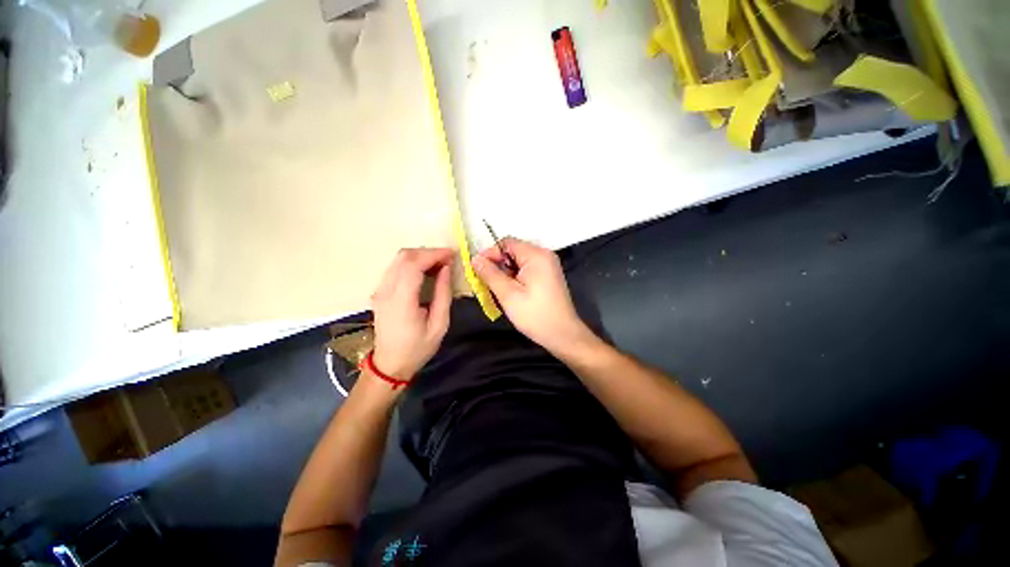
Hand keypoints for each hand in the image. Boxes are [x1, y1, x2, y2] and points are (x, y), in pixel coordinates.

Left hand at [370, 248, 453, 381]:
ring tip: (439, 264)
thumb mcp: (439, 325)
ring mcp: (379, 290)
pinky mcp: (379, 291)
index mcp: (401, 301)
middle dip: (428, 252)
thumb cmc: (417, 348)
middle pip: (404, 256)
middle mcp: (386, 291)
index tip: (452, 254)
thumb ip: (443, 294)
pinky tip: (426, 271)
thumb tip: (446, 269)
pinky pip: (395, 268)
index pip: (413, 265)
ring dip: (420, 256)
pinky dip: (412, 263)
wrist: (389, 364)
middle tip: (447, 259)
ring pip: (398, 259)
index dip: (433, 254)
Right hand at [472, 237, 591, 354]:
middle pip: (513, 251)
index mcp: (536, 255)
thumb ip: (490, 274)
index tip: (477, 269)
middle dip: (497, 265)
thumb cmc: (535, 315)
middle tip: (485, 283)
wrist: (562, 334)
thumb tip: (475, 259)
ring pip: (518, 262)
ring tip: (496, 291)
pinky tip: (510, 293)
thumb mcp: (508, 294)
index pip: (506, 243)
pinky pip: (526, 270)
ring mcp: (547, 265)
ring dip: (505, 274)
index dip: (490, 254)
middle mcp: (544, 255)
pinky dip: (514, 278)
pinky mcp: (548, 276)